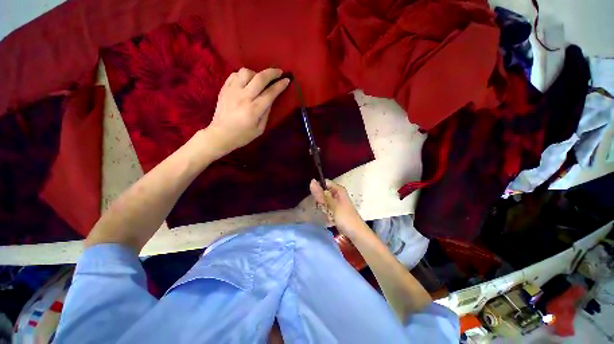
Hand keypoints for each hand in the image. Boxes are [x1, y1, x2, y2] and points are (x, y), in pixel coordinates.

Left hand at [204, 67, 289, 157]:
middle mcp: (243, 97)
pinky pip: (235, 74)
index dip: (280, 85)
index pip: (270, 93)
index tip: (287, 80)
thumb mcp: (260, 129)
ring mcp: (232, 91)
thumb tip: (270, 100)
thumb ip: (266, 113)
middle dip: (272, 73)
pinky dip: (243, 75)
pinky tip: (247, 81)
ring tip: (259, 80)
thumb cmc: (243, 135)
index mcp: (254, 110)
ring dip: (256, 73)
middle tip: (279, 72)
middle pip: (260, 78)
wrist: (220, 135)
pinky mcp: (224, 88)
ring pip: (246, 72)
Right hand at [309, 179, 365, 236]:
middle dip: (321, 201)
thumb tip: (312, 181)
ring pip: (324, 202)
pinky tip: (330, 219)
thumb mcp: (332, 205)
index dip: (318, 189)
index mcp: (339, 190)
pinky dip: (327, 214)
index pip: (324, 183)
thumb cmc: (345, 217)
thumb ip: (321, 194)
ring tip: (329, 215)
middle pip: (323, 193)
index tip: (317, 198)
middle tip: (325, 209)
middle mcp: (338, 194)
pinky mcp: (336, 211)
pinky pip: (327, 209)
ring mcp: (337, 203)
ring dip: (324, 209)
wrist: (356, 233)